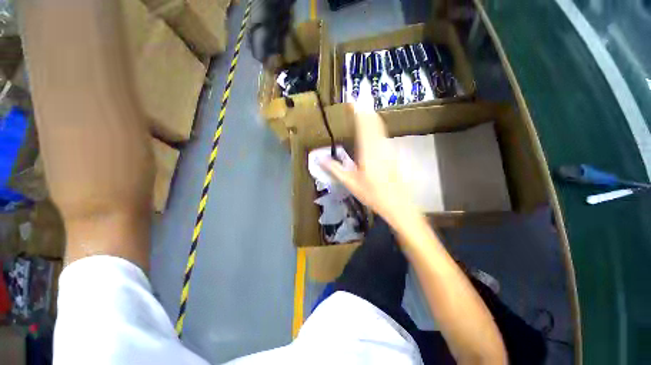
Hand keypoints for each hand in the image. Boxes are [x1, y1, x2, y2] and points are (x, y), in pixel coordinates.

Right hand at [323, 108, 420, 228]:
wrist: (396, 203)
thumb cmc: (372, 194)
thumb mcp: (350, 183)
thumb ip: (334, 169)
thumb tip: (319, 158)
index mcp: (367, 151)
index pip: (363, 126)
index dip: (358, 112)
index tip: (353, 101)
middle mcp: (379, 146)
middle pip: (374, 123)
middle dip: (366, 110)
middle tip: (359, 100)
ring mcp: (388, 149)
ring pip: (380, 128)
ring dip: (372, 117)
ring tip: (364, 110)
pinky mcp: (392, 153)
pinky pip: (383, 135)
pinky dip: (377, 127)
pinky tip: (374, 128)